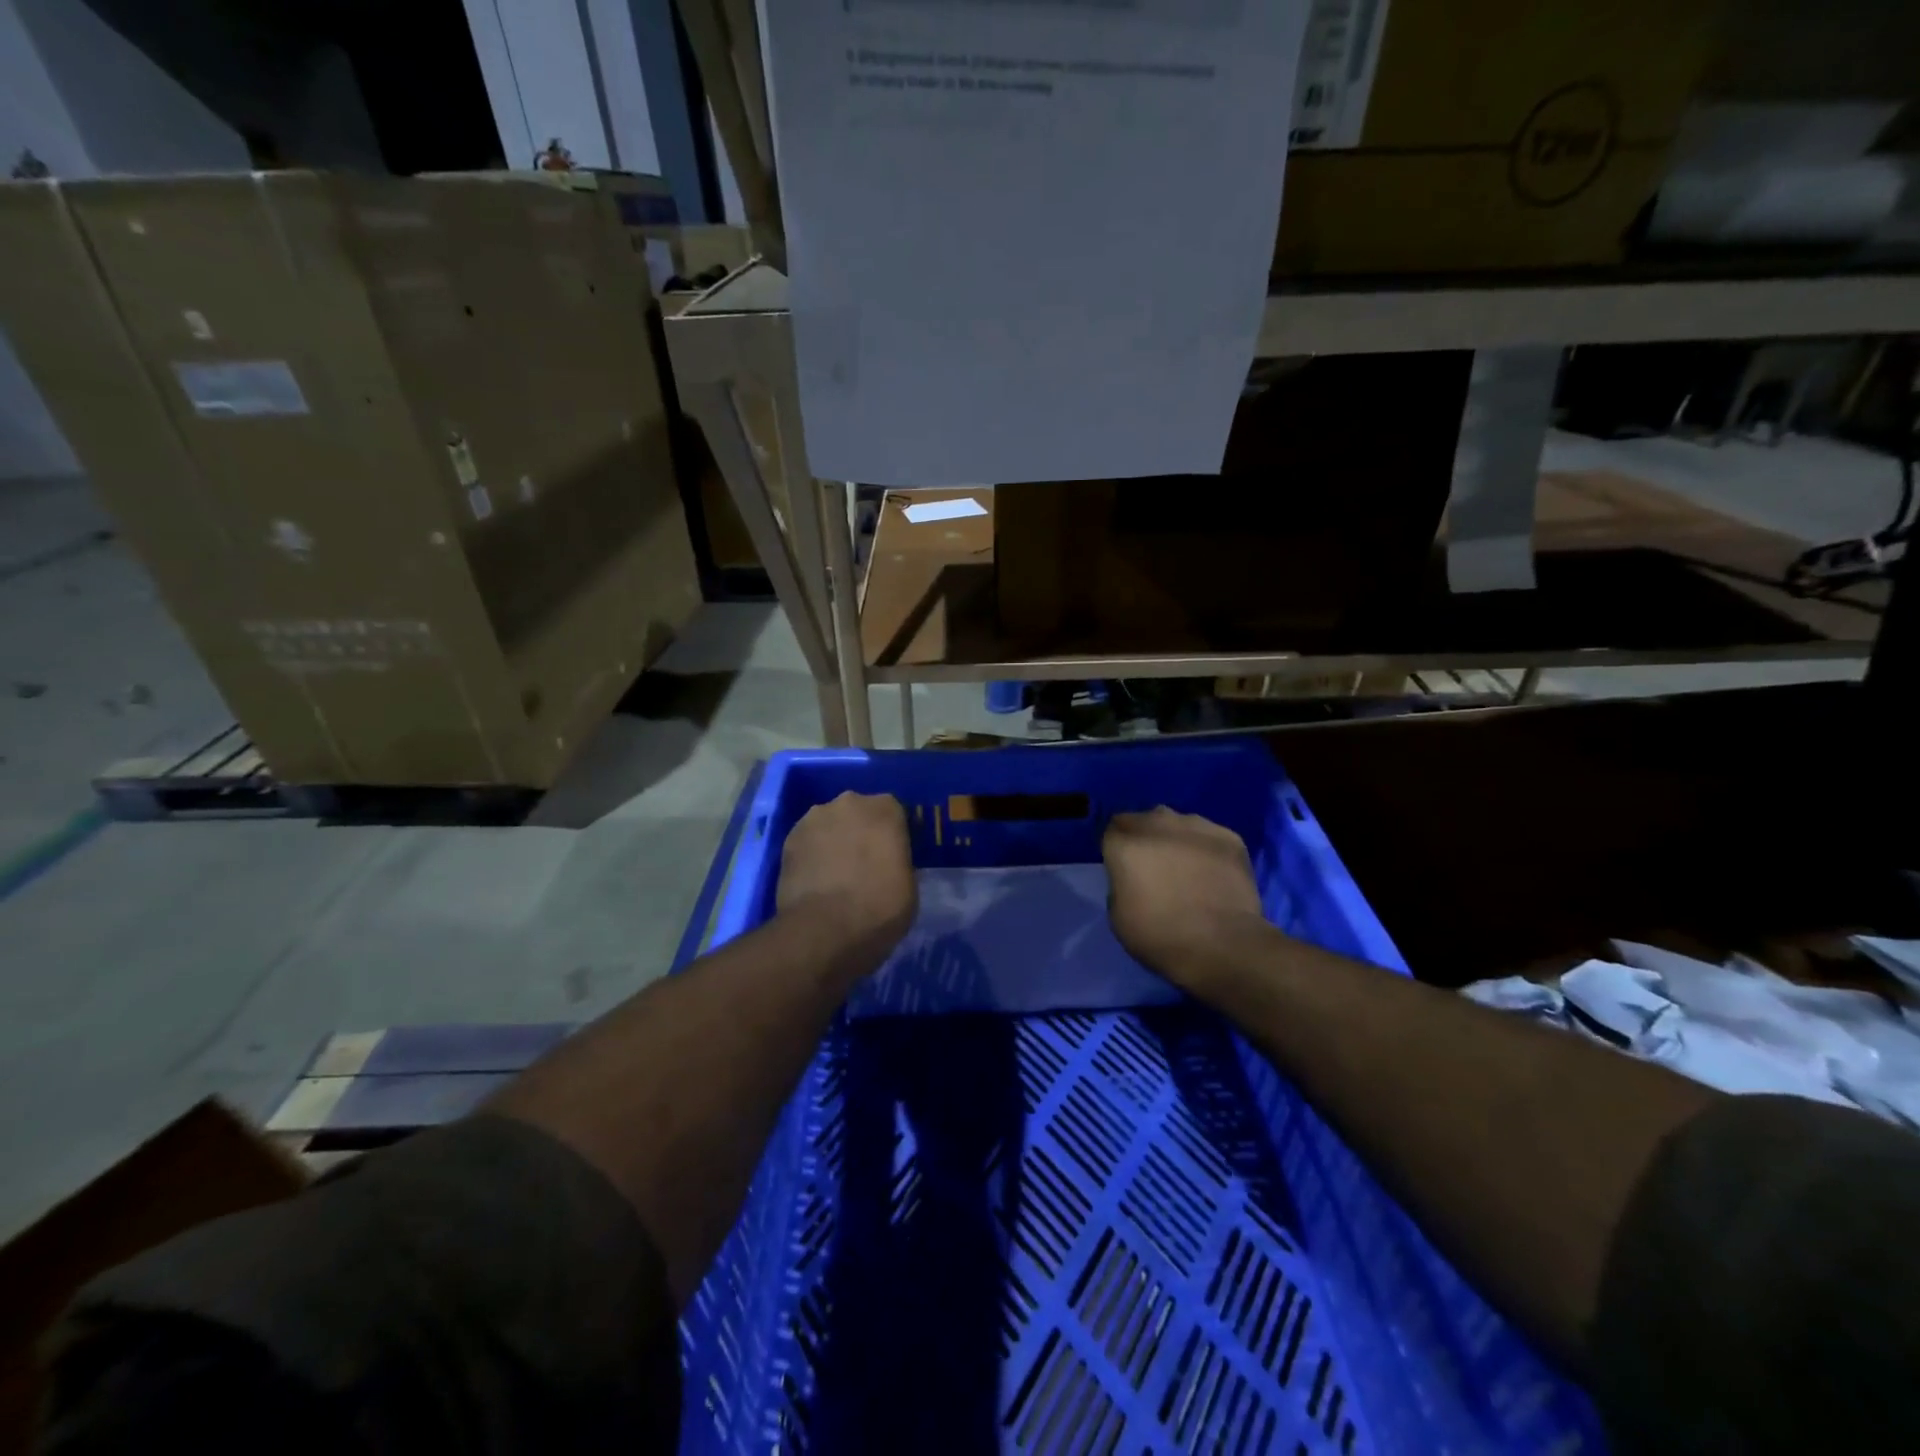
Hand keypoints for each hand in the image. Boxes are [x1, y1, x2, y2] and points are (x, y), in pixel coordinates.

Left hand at [777, 791, 916, 956]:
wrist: (823, 931)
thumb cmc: (879, 909)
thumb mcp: (909, 886)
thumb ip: (900, 861)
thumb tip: (889, 863)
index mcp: (885, 809)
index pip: (896, 813)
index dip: (895, 834)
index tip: (894, 856)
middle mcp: (849, 802)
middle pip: (860, 813)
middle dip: (863, 832)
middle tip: (865, 863)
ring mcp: (814, 818)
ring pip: (831, 824)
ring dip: (835, 840)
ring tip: (836, 873)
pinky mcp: (788, 838)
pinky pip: (809, 841)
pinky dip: (813, 854)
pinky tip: (816, 879)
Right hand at [1103, 808, 1266, 991]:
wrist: (1223, 945)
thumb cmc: (1161, 935)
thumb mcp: (1118, 916)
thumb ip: (1120, 883)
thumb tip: (1132, 877)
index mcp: (1125, 843)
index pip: (1112, 830)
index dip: (1117, 848)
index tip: (1125, 869)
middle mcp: (1158, 823)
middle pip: (1144, 820)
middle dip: (1145, 837)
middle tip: (1154, 867)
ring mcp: (1197, 826)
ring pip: (1178, 823)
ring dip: (1176, 840)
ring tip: (1188, 869)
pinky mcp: (1229, 837)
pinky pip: (1209, 837)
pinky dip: (1207, 850)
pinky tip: (1214, 874)